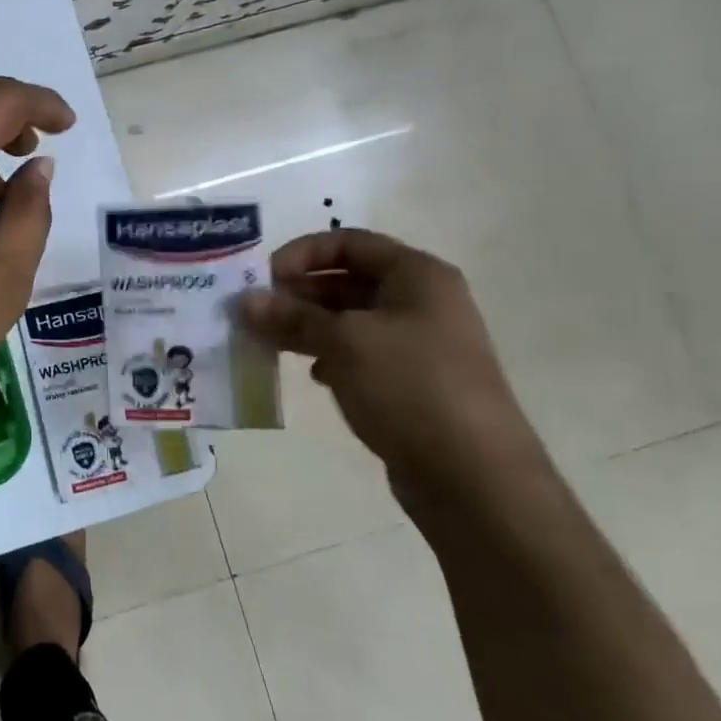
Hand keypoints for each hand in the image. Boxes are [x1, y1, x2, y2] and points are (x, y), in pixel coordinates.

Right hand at [235, 228, 545, 506]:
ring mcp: (420, 345)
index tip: (265, 278)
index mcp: (417, 276)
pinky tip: (313, 374)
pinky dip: (331, 356)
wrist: (475, 479)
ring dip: (308, 326)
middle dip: (299, 293)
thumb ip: (292, 317)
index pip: (349, 242)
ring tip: (269, 342)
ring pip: (351, 320)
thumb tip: (246, 301)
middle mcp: (422, 302)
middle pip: (348, 280)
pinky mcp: (413, 383)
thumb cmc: (410, 387)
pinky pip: (361, 355)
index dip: (303, 253)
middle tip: (257, 312)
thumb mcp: (344, 342)